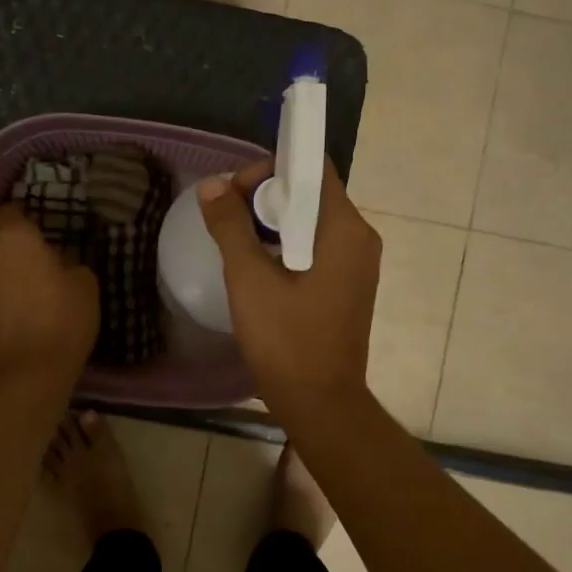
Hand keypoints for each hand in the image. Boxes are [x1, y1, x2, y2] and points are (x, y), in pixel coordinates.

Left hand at [0, 205, 98, 387]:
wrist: (28, 371)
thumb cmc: (64, 320)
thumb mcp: (85, 284)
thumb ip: (69, 261)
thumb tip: (57, 258)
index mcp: (15, 237)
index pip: (9, 209)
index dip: (21, 216)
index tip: (36, 227)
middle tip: (18, 246)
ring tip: (11, 277)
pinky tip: (3, 303)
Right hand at [197, 159, 379, 412]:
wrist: (320, 403)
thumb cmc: (286, 340)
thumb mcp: (249, 278)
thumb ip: (230, 226)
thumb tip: (211, 185)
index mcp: (345, 230)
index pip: (314, 169)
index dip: (272, 168)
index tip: (235, 190)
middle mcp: (359, 239)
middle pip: (312, 193)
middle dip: (266, 195)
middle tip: (227, 216)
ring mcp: (356, 265)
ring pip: (311, 222)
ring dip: (272, 221)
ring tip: (235, 240)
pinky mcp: (347, 285)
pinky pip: (316, 247)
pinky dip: (285, 244)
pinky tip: (257, 265)